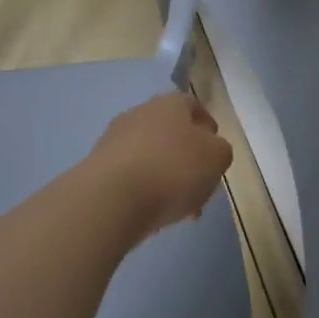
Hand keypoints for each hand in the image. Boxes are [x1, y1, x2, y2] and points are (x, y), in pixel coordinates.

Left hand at [86, 93, 232, 243]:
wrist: (112, 197)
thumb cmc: (173, 170)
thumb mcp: (216, 159)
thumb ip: (220, 150)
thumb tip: (211, 149)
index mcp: (170, 104)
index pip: (193, 106)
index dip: (207, 127)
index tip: (215, 149)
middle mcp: (141, 112)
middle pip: (170, 131)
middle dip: (187, 157)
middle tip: (199, 185)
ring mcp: (115, 138)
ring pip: (150, 155)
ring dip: (165, 175)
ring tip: (178, 208)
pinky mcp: (98, 165)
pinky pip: (130, 174)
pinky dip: (143, 189)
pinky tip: (152, 213)